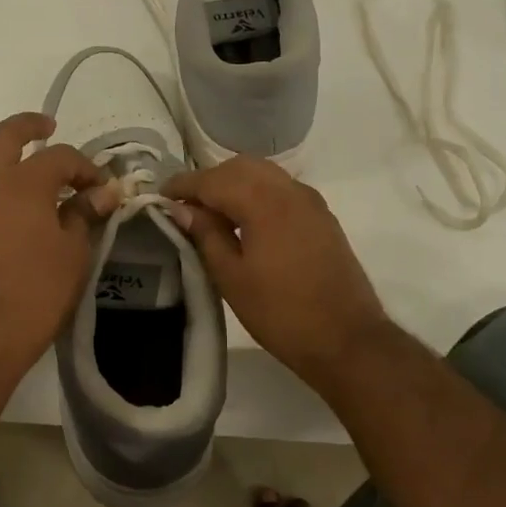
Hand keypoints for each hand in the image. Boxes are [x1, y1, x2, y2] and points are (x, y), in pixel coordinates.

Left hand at [0, 113, 115, 379]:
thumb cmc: (40, 291)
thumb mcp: (75, 252)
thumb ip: (84, 215)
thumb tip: (104, 192)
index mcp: (24, 184)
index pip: (59, 158)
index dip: (84, 167)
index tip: (100, 187)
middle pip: (2, 138)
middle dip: (26, 125)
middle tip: (45, 126)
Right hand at [163, 158, 394, 393]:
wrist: (346, 339)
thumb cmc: (280, 313)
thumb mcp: (231, 277)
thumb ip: (205, 235)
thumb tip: (181, 209)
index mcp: (264, 202)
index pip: (213, 179)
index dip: (183, 185)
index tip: (159, 196)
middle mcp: (289, 190)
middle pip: (240, 167)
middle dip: (208, 180)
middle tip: (184, 206)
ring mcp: (310, 202)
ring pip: (263, 174)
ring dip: (233, 184)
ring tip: (210, 214)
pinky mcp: (321, 217)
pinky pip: (281, 189)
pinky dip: (256, 193)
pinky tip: (244, 222)